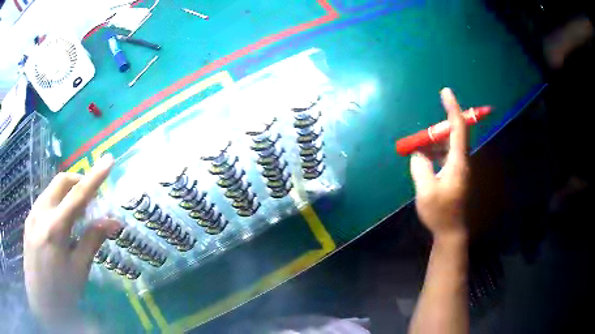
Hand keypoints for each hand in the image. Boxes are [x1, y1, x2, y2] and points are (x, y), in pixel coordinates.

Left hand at [24, 154, 120, 330]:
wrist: (41, 304)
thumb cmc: (62, 293)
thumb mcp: (79, 270)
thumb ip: (92, 241)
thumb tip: (113, 222)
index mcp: (55, 228)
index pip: (78, 195)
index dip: (95, 177)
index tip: (108, 160)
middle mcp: (40, 214)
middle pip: (60, 182)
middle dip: (78, 180)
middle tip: (91, 194)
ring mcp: (32, 215)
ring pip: (51, 189)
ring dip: (66, 191)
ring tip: (76, 210)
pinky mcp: (28, 221)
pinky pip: (43, 201)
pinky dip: (56, 202)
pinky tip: (61, 221)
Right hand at [410, 88, 468, 239]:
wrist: (451, 231)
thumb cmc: (440, 212)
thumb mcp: (425, 190)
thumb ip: (420, 167)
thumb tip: (418, 153)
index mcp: (458, 162)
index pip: (458, 128)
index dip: (453, 108)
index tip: (445, 92)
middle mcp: (462, 161)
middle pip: (453, 135)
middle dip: (437, 130)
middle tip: (420, 139)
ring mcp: (459, 168)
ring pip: (448, 146)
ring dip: (433, 144)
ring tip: (418, 150)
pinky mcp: (455, 175)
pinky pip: (445, 156)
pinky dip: (435, 154)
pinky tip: (424, 160)